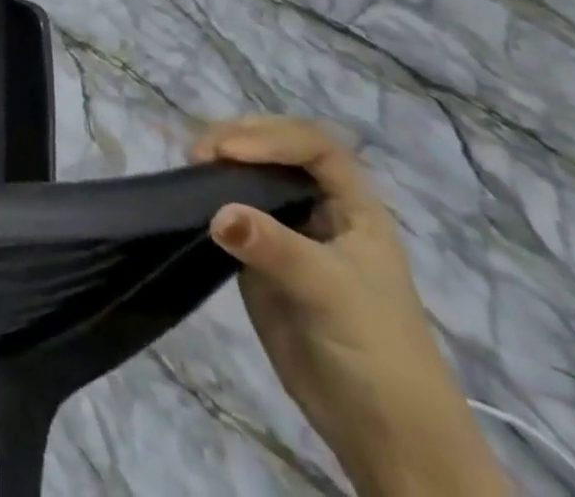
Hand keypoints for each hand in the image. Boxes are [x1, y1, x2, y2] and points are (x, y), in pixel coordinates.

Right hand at [191, 117, 508, 496]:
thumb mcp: (331, 291)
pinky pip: (232, 213)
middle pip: (277, 150)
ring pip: (252, 177)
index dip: (271, 138)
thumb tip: (215, 214)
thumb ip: (274, 247)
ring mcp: (289, 233)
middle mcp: (320, 209)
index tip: (229, 151)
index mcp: (354, 207)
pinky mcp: (261, 259)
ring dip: (220, 163)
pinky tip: (190, 195)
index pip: (313, 147)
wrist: (384, 435)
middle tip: (200, 154)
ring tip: (191, 167)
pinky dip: (209, 196)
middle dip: (239, 140)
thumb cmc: (377, 351)